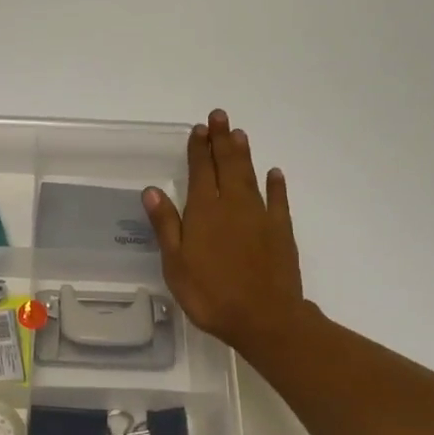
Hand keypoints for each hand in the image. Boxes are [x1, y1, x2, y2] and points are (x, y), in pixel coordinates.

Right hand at [143, 110, 310, 365]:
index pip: (201, 171)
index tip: (198, 128)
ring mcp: (261, 216)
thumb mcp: (176, 263)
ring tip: (239, 133)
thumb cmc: (211, 294)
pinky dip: (276, 184)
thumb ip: (166, 224)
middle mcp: (233, 205)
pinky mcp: (281, 231)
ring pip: (251, 176)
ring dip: (244, 154)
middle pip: (227, 165)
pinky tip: (274, 173)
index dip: (198, 149)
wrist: (265, 318)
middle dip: (221, 140)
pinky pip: (278, 200)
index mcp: (204, 211)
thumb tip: (152, 190)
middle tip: (220, 116)